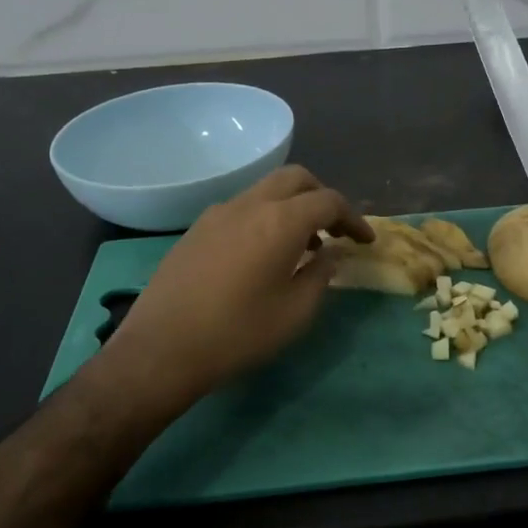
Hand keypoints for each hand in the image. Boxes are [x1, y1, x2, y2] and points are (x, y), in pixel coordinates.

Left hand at [109, 165, 371, 410]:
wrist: (162, 348)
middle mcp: (251, 204)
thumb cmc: (238, 334)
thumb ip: (321, 275)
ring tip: (302, 245)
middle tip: (334, 231)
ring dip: (292, 206)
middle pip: (296, 179)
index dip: (353, 218)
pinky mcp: (197, 228)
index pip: (329, 201)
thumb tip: (332, 253)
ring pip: (266, 189)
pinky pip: (242, 207)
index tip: (365, 241)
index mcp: (281, 221)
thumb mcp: (295, 312)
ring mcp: (219, 212)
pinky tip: (262, 254)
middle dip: (322, 197)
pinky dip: (265, 216)